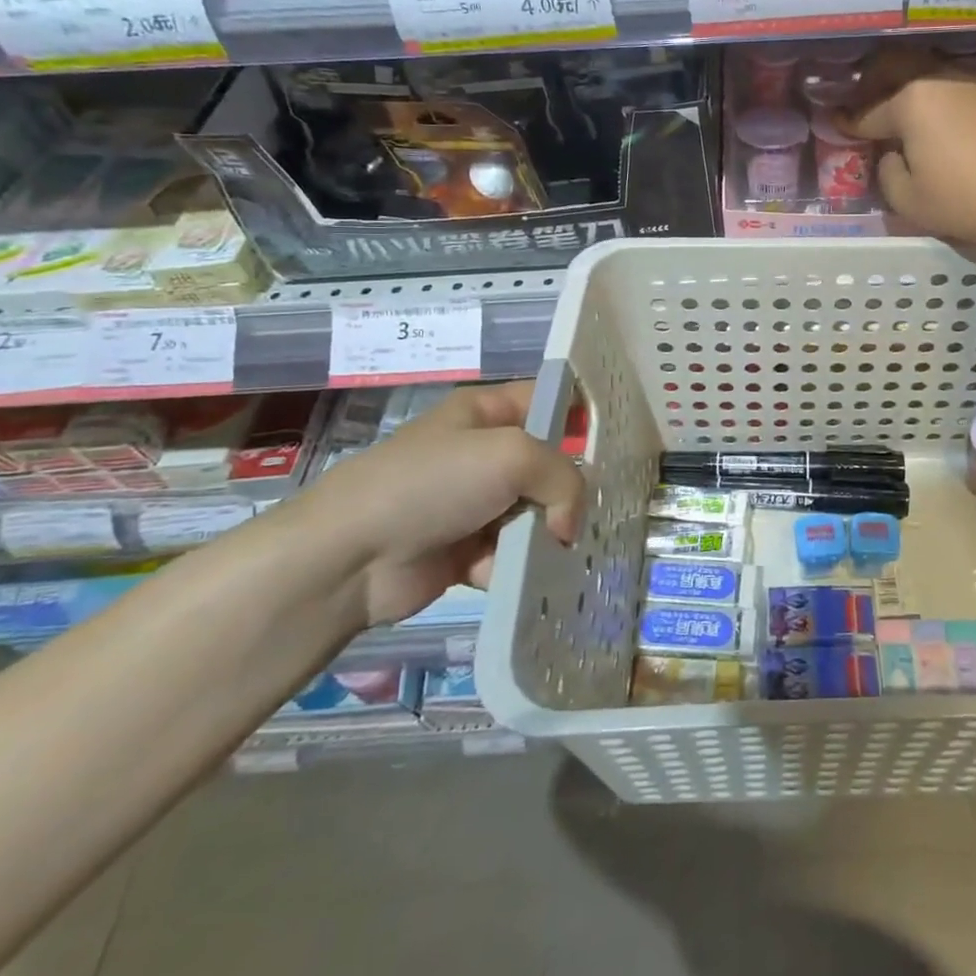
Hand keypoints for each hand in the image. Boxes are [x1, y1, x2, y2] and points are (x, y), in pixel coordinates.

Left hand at [304, 382, 584, 624]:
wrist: (351, 556)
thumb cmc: (433, 483)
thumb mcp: (511, 455)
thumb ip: (563, 478)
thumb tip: (567, 525)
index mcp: (489, 411)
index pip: (551, 399)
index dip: (586, 414)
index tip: (624, 440)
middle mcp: (484, 453)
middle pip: (550, 463)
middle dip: (573, 489)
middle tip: (600, 509)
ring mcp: (474, 502)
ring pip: (536, 512)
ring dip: (548, 534)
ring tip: (560, 551)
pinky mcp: (466, 549)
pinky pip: (511, 553)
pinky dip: (518, 566)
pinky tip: (521, 577)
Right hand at [845, 46, 975, 246]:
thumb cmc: (965, 200)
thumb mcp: (908, 200)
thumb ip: (887, 173)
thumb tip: (892, 156)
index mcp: (911, 102)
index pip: (868, 113)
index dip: (847, 123)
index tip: (833, 122)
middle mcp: (939, 80)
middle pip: (896, 74)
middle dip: (873, 85)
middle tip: (863, 103)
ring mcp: (973, 83)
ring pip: (929, 79)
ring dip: (910, 91)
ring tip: (901, 111)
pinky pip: (958, 91)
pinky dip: (942, 102)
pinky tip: (943, 121)